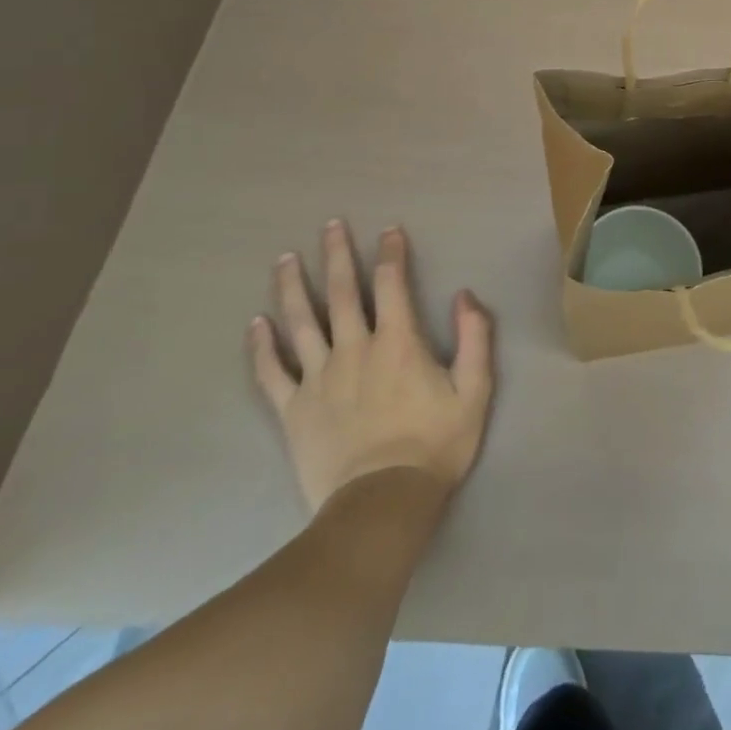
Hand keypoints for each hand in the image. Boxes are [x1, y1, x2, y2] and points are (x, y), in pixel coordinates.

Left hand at [250, 220, 493, 512]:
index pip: (392, 284)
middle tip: (331, 225)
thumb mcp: (475, 390)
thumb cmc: (435, 444)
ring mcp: (318, 379)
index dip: (391, 253)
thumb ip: (474, 337)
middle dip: (337, 254)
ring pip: (301, 323)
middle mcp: (355, 349)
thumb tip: (464, 295)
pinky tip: (255, 324)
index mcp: (398, 342)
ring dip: (292, 287)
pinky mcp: (293, 410)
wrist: (382, 505)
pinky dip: (262, 347)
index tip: (390, 230)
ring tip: (284, 258)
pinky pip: (272, 372)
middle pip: (342, 292)